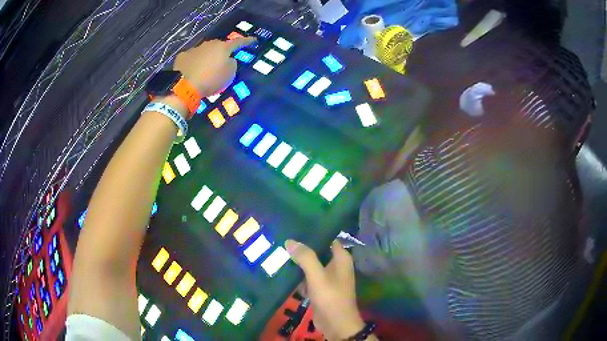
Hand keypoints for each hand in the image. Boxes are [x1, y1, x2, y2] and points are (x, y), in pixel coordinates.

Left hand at [173, 37, 255, 96]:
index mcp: (223, 47)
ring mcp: (194, 49)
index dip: (247, 41)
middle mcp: (208, 44)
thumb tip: (228, 59)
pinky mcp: (182, 57)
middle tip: (223, 60)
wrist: (184, 86)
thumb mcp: (229, 74)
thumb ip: (232, 64)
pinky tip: (192, 70)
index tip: (254, 39)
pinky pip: (191, 58)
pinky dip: (194, 62)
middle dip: (222, 51)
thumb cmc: (211, 80)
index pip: (238, 42)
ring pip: (204, 51)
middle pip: (219, 45)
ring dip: (207, 57)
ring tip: (205, 68)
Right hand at [286, 240, 365, 339]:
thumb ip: (305, 257)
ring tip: (278, 252)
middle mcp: (335, 265)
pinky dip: (297, 276)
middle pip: (317, 252)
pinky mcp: (319, 288)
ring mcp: (327, 278)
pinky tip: (282, 270)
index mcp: (340, 258)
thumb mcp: (317, 276)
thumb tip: (290, 240)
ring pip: (310, 265)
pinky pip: (307, 278)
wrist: (335, 324)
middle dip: (301, 248)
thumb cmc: (330, 297)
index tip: (295, 227)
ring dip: (297, 263)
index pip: (327, 238)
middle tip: (281, 239)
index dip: (313, 232)